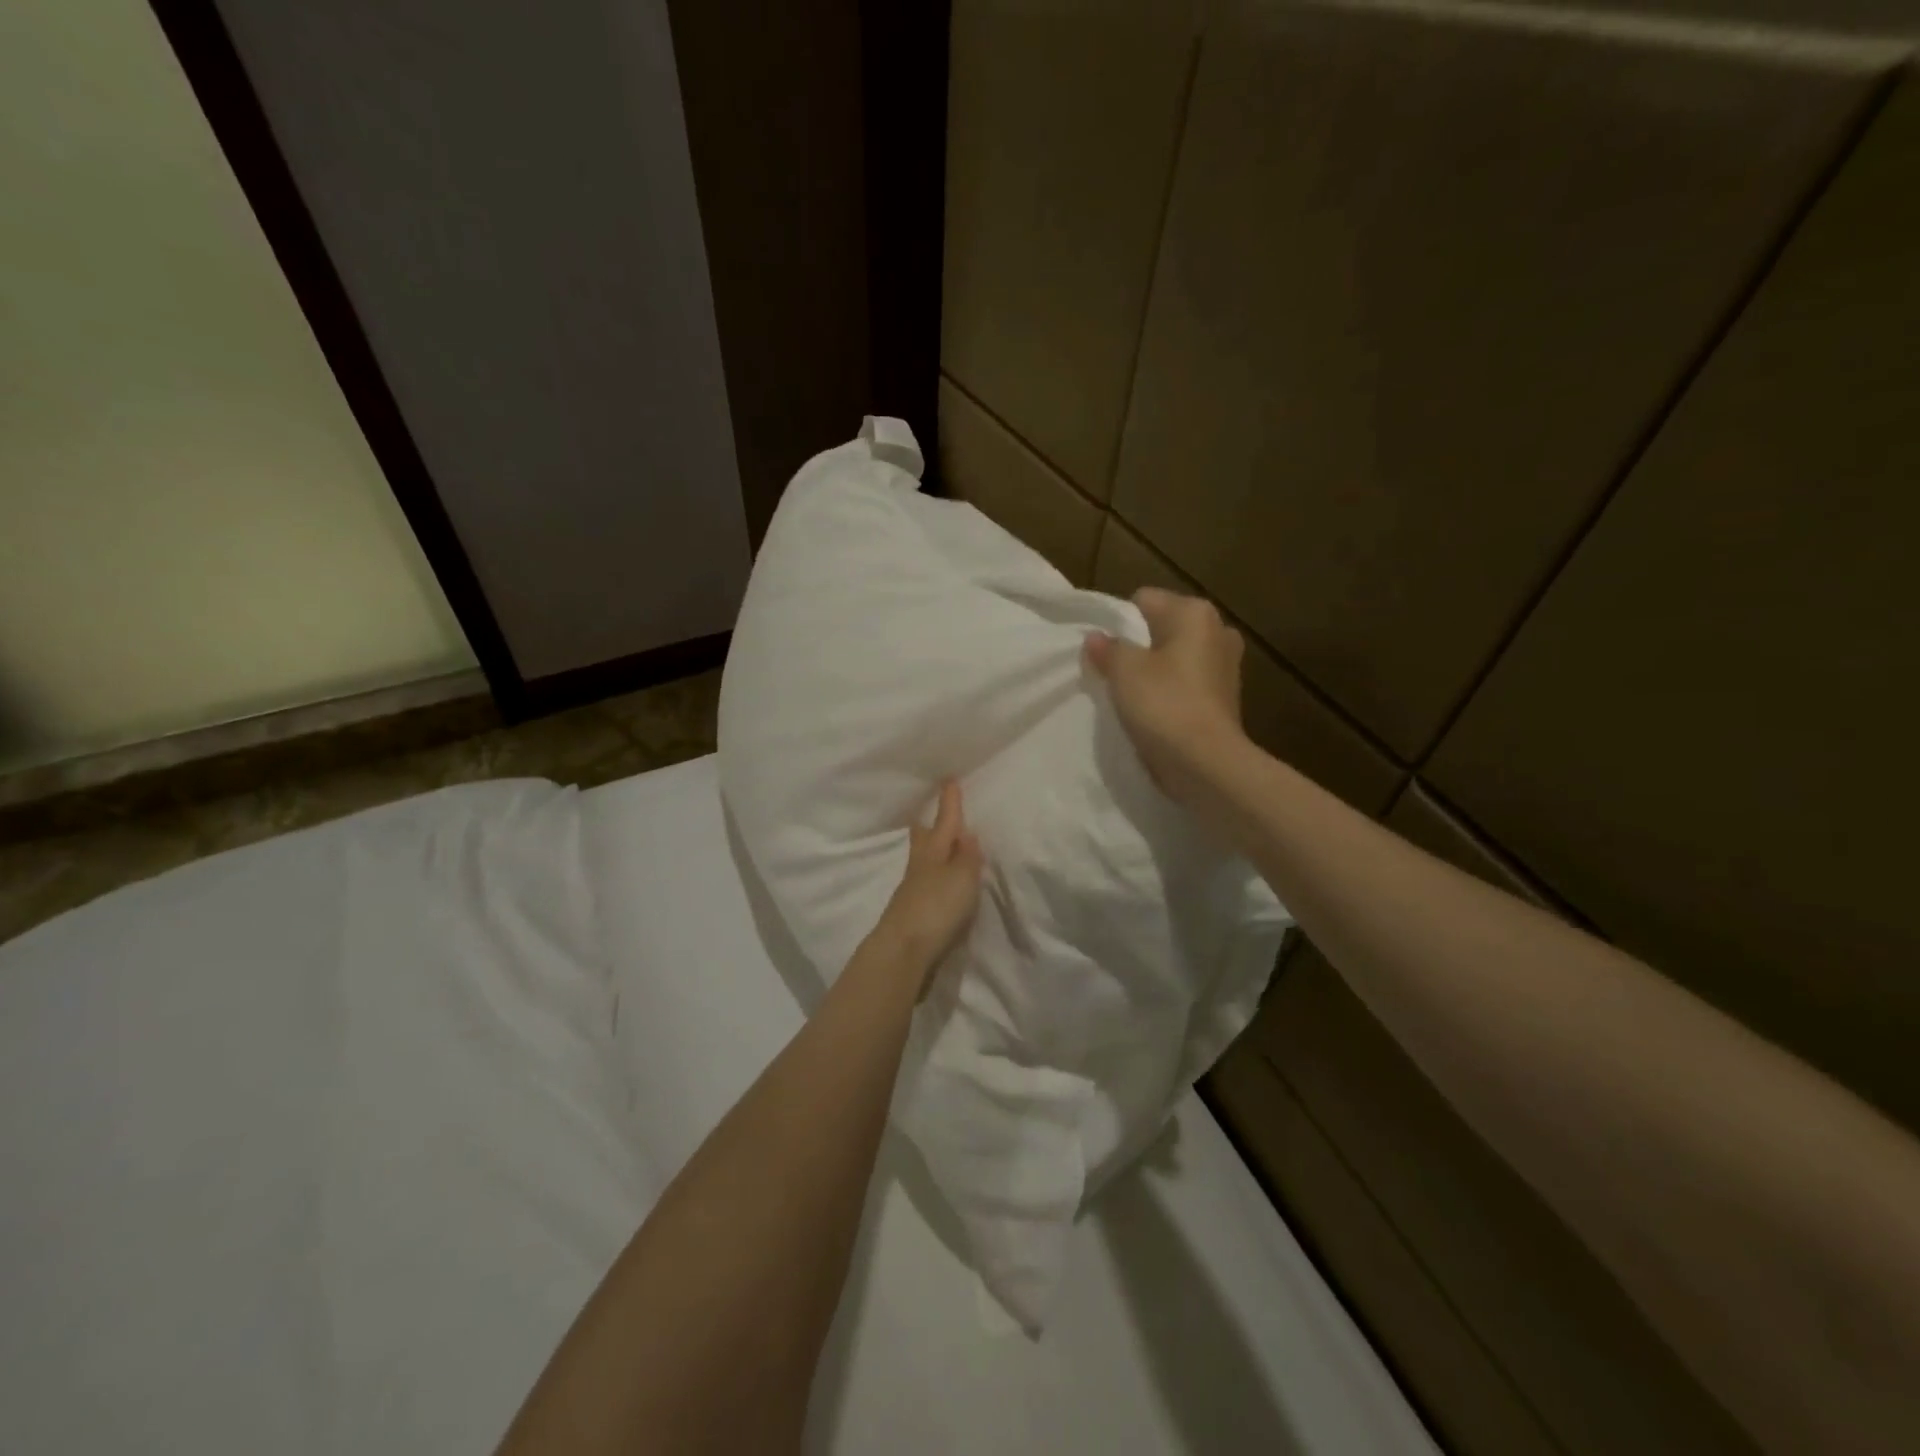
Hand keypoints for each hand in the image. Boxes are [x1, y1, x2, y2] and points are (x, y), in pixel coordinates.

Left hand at [873, 781, 983, 991]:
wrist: (903, 952)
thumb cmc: (936, 908)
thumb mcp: (962, 878)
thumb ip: (967, 857)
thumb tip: (966, 833)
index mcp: (933, 853)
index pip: (944, 822)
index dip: (949, 802)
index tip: (949, 780)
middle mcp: (920, 868)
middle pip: (924, 840)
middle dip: (929, 826)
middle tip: (931, 813)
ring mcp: (912, 892)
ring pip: (922, 862)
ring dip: (931, 851)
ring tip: (942, 847)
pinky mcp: (912, 915)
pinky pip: (924, 885)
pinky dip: (933, 877)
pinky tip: (939, 885)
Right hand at [1084, 587, 1247, 803]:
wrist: (1206, 763)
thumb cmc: (1164, 705)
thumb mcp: (1123, 671)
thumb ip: (1107, 648)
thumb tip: (1096, 638)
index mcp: (1194, 613)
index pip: (1143, 600)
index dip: (1117, 622)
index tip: (1102, 651)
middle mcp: (1217, 630)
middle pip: (1162, 629)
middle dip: (1138, 647)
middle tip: (1113, 673)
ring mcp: (1226, 665)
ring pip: (1175, 658)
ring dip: (1154, 671)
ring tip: (1131, 696)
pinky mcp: (1225, 698)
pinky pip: (1187, 684)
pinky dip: (1170, 693)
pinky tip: (1153, 713)